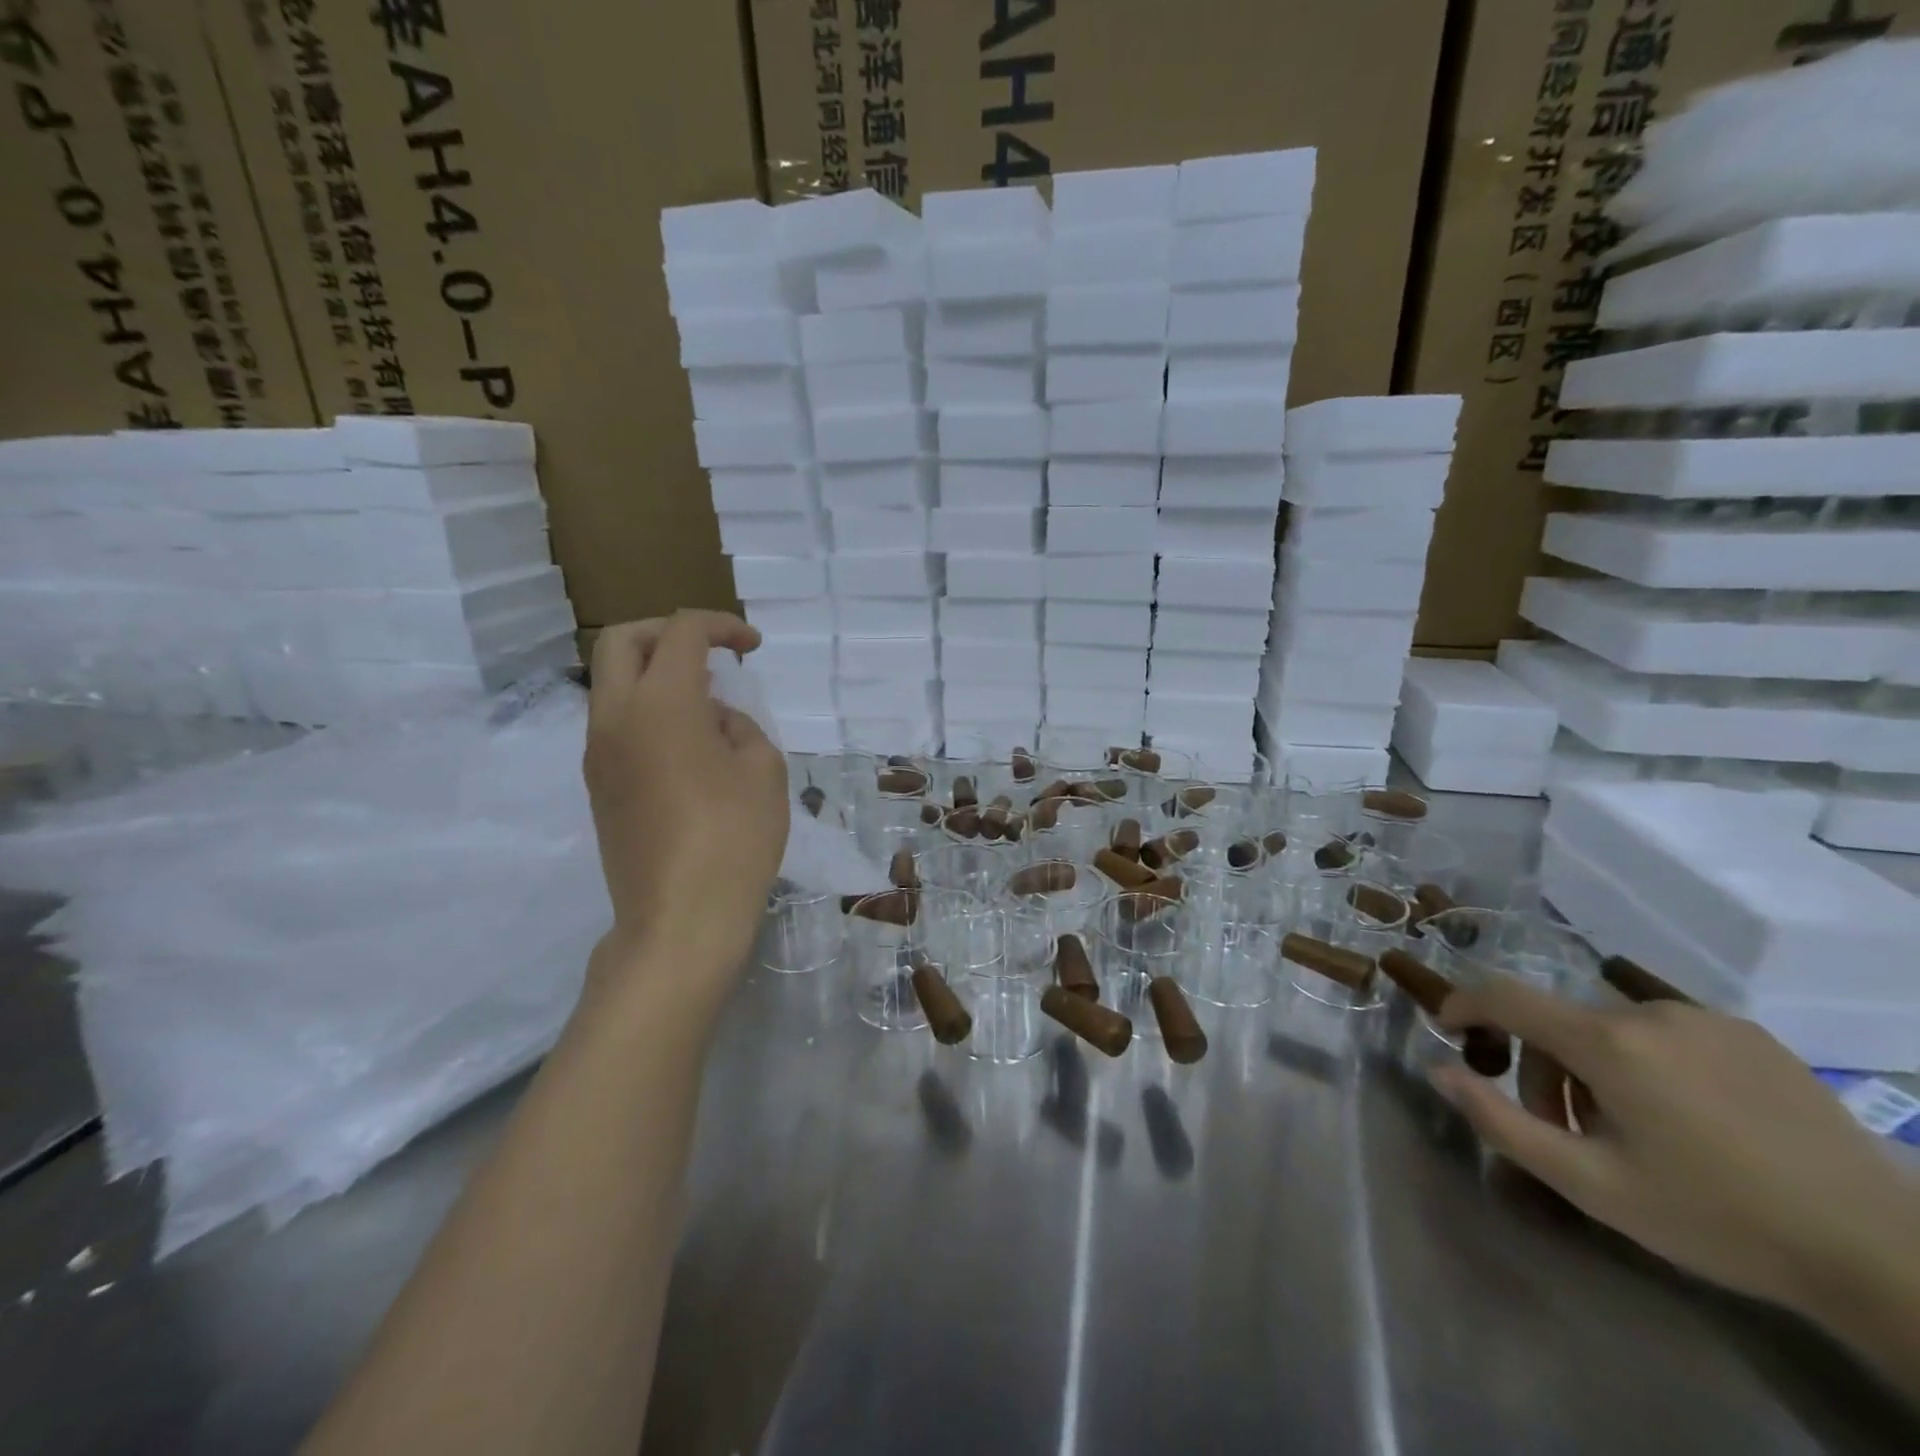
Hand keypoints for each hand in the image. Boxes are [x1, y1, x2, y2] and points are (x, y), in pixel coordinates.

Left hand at [583, 612, 787, 988]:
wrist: (679, 919)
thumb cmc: (734, 838)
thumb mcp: (763, 770)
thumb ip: (741, 727)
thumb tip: (715, 722)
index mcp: (661, 703)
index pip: (681, 633)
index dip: (721, 626)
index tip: (752, 646)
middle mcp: (616, 716)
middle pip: (622, 641)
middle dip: (667, 632)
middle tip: (711, 653)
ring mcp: (598, 753)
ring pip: (611, 682)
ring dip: (654, 673)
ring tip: (707, 703)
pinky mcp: (597, 785)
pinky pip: (615, 723)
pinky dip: (647, 709)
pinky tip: (688, 745)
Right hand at [1433, 981, 1916, 1318]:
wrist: (1882, 1254)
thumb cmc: (1716, 1219)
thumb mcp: (1592, 1185)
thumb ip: (1501, 1122)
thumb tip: (1439, 1070)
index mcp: (1607, 1042)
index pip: (1504, 996)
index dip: (1463, 1003)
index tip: (1447, 1027)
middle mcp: (1648, 1011)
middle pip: (1559, 1021)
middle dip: (1543, 1068)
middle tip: (1565, 1130)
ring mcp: (1705, 1017)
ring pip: (1610, 1025)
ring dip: (1594, 1066)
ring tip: (1630, 1130)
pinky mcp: (1749, 1033)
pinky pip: (1664, 1031)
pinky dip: (1646, 1061)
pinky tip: (1685, 1117)